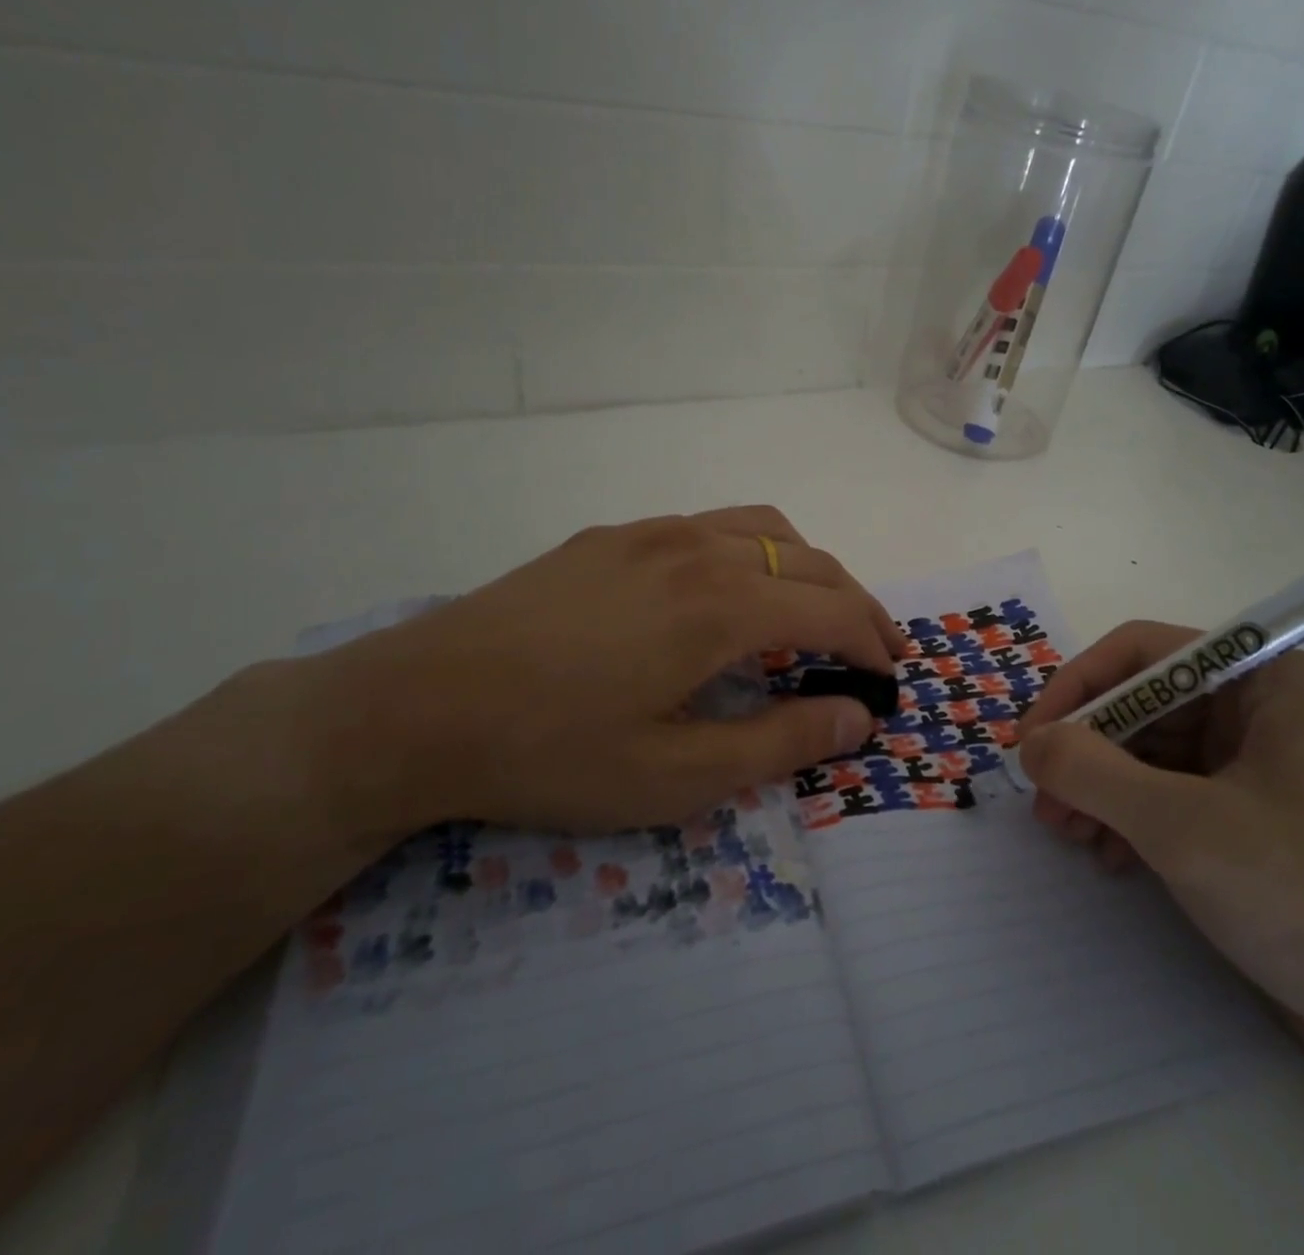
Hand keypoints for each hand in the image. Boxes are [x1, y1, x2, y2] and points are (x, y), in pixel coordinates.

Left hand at [299, 507, 905, 838]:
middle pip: (810, 562)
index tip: (891, 675)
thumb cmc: (551, 754)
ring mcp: (652, 533)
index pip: (832, 610)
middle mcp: (699, 550)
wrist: (413, 709)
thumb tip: (856, 718)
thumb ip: (779, 743)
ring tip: (814, 611)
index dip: (873, 641)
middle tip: (874, 647)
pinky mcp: (611, 536)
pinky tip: (728, 593)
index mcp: (722, 606)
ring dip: (807, 568)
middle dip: (855, 603)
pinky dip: (753, 552)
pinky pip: (710, 527)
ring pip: (764, 529)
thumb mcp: (676, 776)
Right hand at [1019, 622, 1303, 1044]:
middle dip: (1086, 751)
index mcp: (1263, 678)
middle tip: (1043, 801)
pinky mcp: (1246, 809)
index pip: (1143, 652)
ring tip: (1066, 835)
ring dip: (1099, 787)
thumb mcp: (1179, 825)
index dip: (1078, 687)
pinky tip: (1108, 856)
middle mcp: (1258, 705)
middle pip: (1141, 702)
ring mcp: (1254, 759)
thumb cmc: (1300, 894)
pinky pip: (1167, 789)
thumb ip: (1091, 771)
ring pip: (1148, 749)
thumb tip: (1029, 743)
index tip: (1032, 739)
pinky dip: (1128, 815)